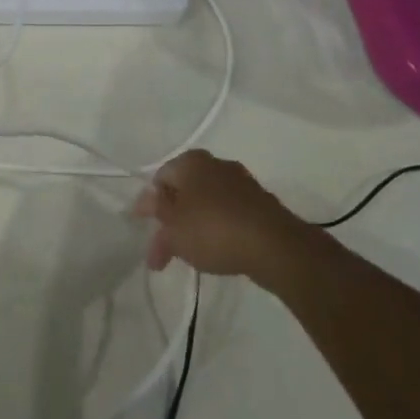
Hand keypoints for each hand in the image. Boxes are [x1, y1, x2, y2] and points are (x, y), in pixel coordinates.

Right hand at [130, 150, 315, 283]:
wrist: (275, 246)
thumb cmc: (213, 230)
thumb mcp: (173, 228)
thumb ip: (156, 215)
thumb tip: (144, 203)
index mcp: (191, 161)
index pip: (160, 178)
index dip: (150, 205)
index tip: (146, 230)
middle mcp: (216, 164)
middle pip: (185, 191)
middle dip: (173, 220)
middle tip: (166, 249)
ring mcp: (242, 183)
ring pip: (208, 204)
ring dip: (195, 226)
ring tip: (190, 256)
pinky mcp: (261, 204)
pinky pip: (230, 214)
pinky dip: (219, 229)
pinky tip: (217, 251)